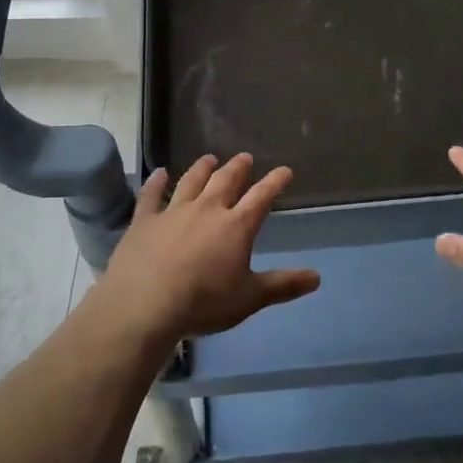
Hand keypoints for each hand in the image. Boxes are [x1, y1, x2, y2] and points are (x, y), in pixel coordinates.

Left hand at [93, 153, 319, 342]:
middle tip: (245, 157)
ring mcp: (173, 212)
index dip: (275, 182)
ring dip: (202, 168)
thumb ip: (283, 285)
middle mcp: (207, 209)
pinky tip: (159, 172)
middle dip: (238, 168)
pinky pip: (151, 195)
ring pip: (191, 181)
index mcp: (236, 226)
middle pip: (225, 181)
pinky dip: (155, 182)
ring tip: (209, 158)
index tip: (284, 170)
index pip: (261, 197)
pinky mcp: (144, 220)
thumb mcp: (250, 298)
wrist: (146, 304)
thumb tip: (317, 277)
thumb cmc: (204, 303)